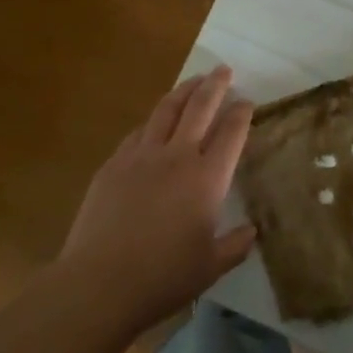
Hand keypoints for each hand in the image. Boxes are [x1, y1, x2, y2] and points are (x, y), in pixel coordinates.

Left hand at [56, 67, 257, 333]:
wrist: (100, 283)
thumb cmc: (163, 277)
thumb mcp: (211, 267)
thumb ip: (236, 245)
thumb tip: (252, 231)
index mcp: (207, 178)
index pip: (230, 133)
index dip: (241, 114)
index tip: (247, 101)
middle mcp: (177, 157)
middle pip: (199, 108)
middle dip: (215, 86)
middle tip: (224, 70)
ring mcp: (141, 157)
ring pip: (166, 111)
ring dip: (183, 91)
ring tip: (194, 81)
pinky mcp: (113, 165)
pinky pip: (138, 132)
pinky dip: (153, 121)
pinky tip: (155, 122)